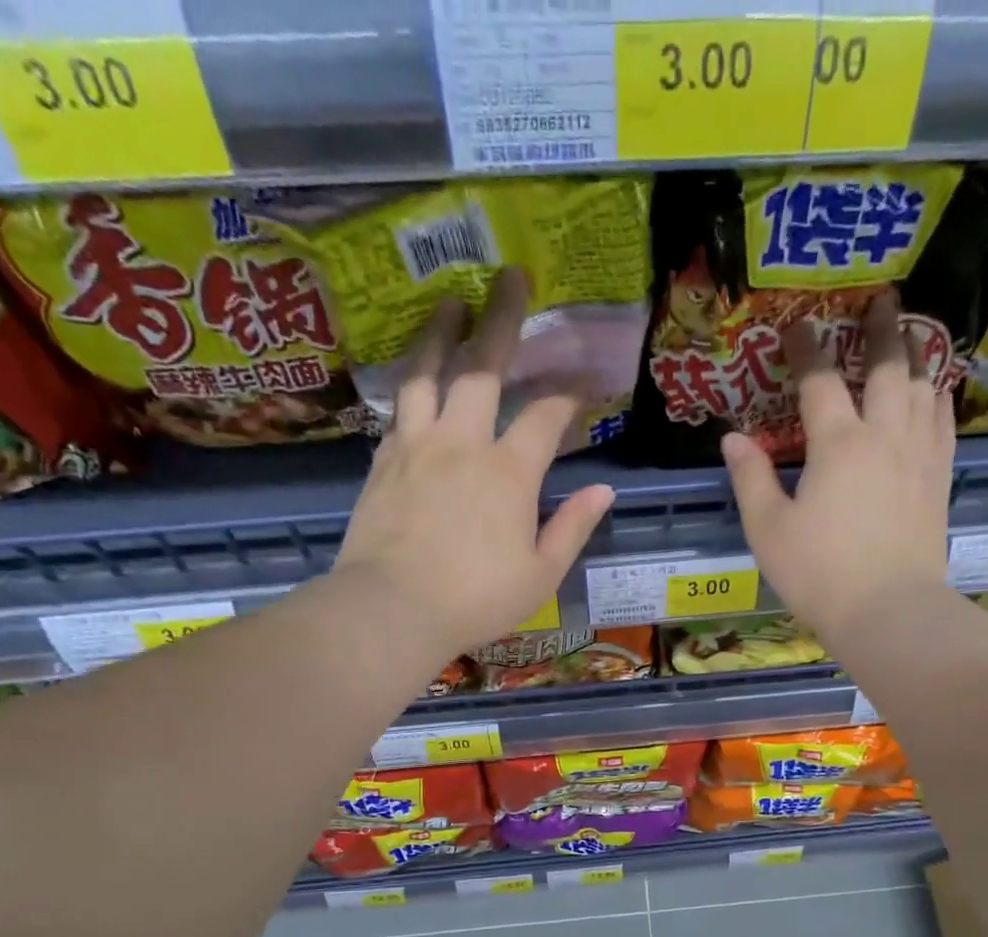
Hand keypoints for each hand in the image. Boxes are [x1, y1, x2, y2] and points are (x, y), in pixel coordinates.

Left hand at [329, 269, 613, 658]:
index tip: (584, 385)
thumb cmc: (476, 599)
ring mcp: (417, 446)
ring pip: (428, 373)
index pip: (545, 415)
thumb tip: (604, 490)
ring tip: (449, 303)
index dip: (569, 394)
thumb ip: (573, 527)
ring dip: (441, 333)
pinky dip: (411, 384)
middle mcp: (462, 442)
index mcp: (509, 472)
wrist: (392, 608)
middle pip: (483, 366)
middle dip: (502, 318)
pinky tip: (416, 378)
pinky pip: (399, 408)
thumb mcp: (541, 574)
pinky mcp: (383, 461)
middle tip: (511, 277)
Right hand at [722, 293, 956, 645]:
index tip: (797, 325)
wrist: (888, 611)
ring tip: (912, 335)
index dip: (805, 349)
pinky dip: (938, 397)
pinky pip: (944, 422)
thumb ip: (750, 479)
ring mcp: (919, 455)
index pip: (819, 381)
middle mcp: (884, 435)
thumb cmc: (820, 574)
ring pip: (923, 386)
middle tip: (881, 300)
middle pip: (887, 366)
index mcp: (837, 444)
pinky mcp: (940, 478)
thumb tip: (732, 439)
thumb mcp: (768, 530)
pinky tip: (935, 392)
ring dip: (916, 355)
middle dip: (881, 329)